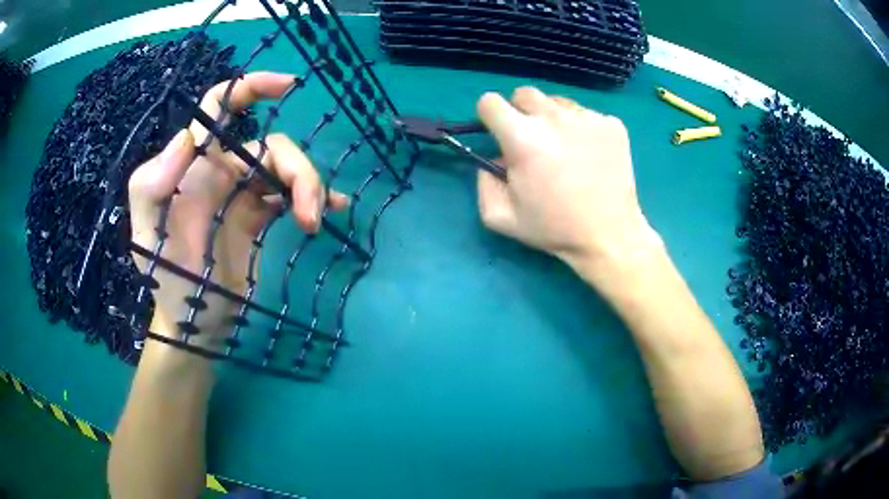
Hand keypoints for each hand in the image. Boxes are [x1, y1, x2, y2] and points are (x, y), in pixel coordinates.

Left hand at [127, 72, 347, 346]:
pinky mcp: (259, 217)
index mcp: (194, 164)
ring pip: (286, 170)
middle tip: (308, 213)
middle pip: (270, 146)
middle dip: (297, 169)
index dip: (251, 87)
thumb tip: (185, 138)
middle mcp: (220, 170)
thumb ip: (152, 184)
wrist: (193, 320)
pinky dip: (313, 198)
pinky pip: (290, 196)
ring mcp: (242, 194)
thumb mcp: (147, 232)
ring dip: (309, 188)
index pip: (220, 107)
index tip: (288, 85)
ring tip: (313, 222)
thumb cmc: (165, 277)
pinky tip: (331, 210)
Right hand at [476, 87, 661, 281]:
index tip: (498, 132)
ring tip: (565, 150)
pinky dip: (582, 130)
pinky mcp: (612, 124)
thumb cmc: (554, 228)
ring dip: (553, 119)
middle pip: (524, 94)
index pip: (490, 101)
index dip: (489, 116)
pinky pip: (586, 115)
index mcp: (523, 138)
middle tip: (532, 140)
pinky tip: (591, 156)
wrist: (609, 236)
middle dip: (520, 112)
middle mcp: (555, 118)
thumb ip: (483, 181)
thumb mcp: (500, 217)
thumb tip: (494, 157)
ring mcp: (587, 118)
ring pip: (557, 102)